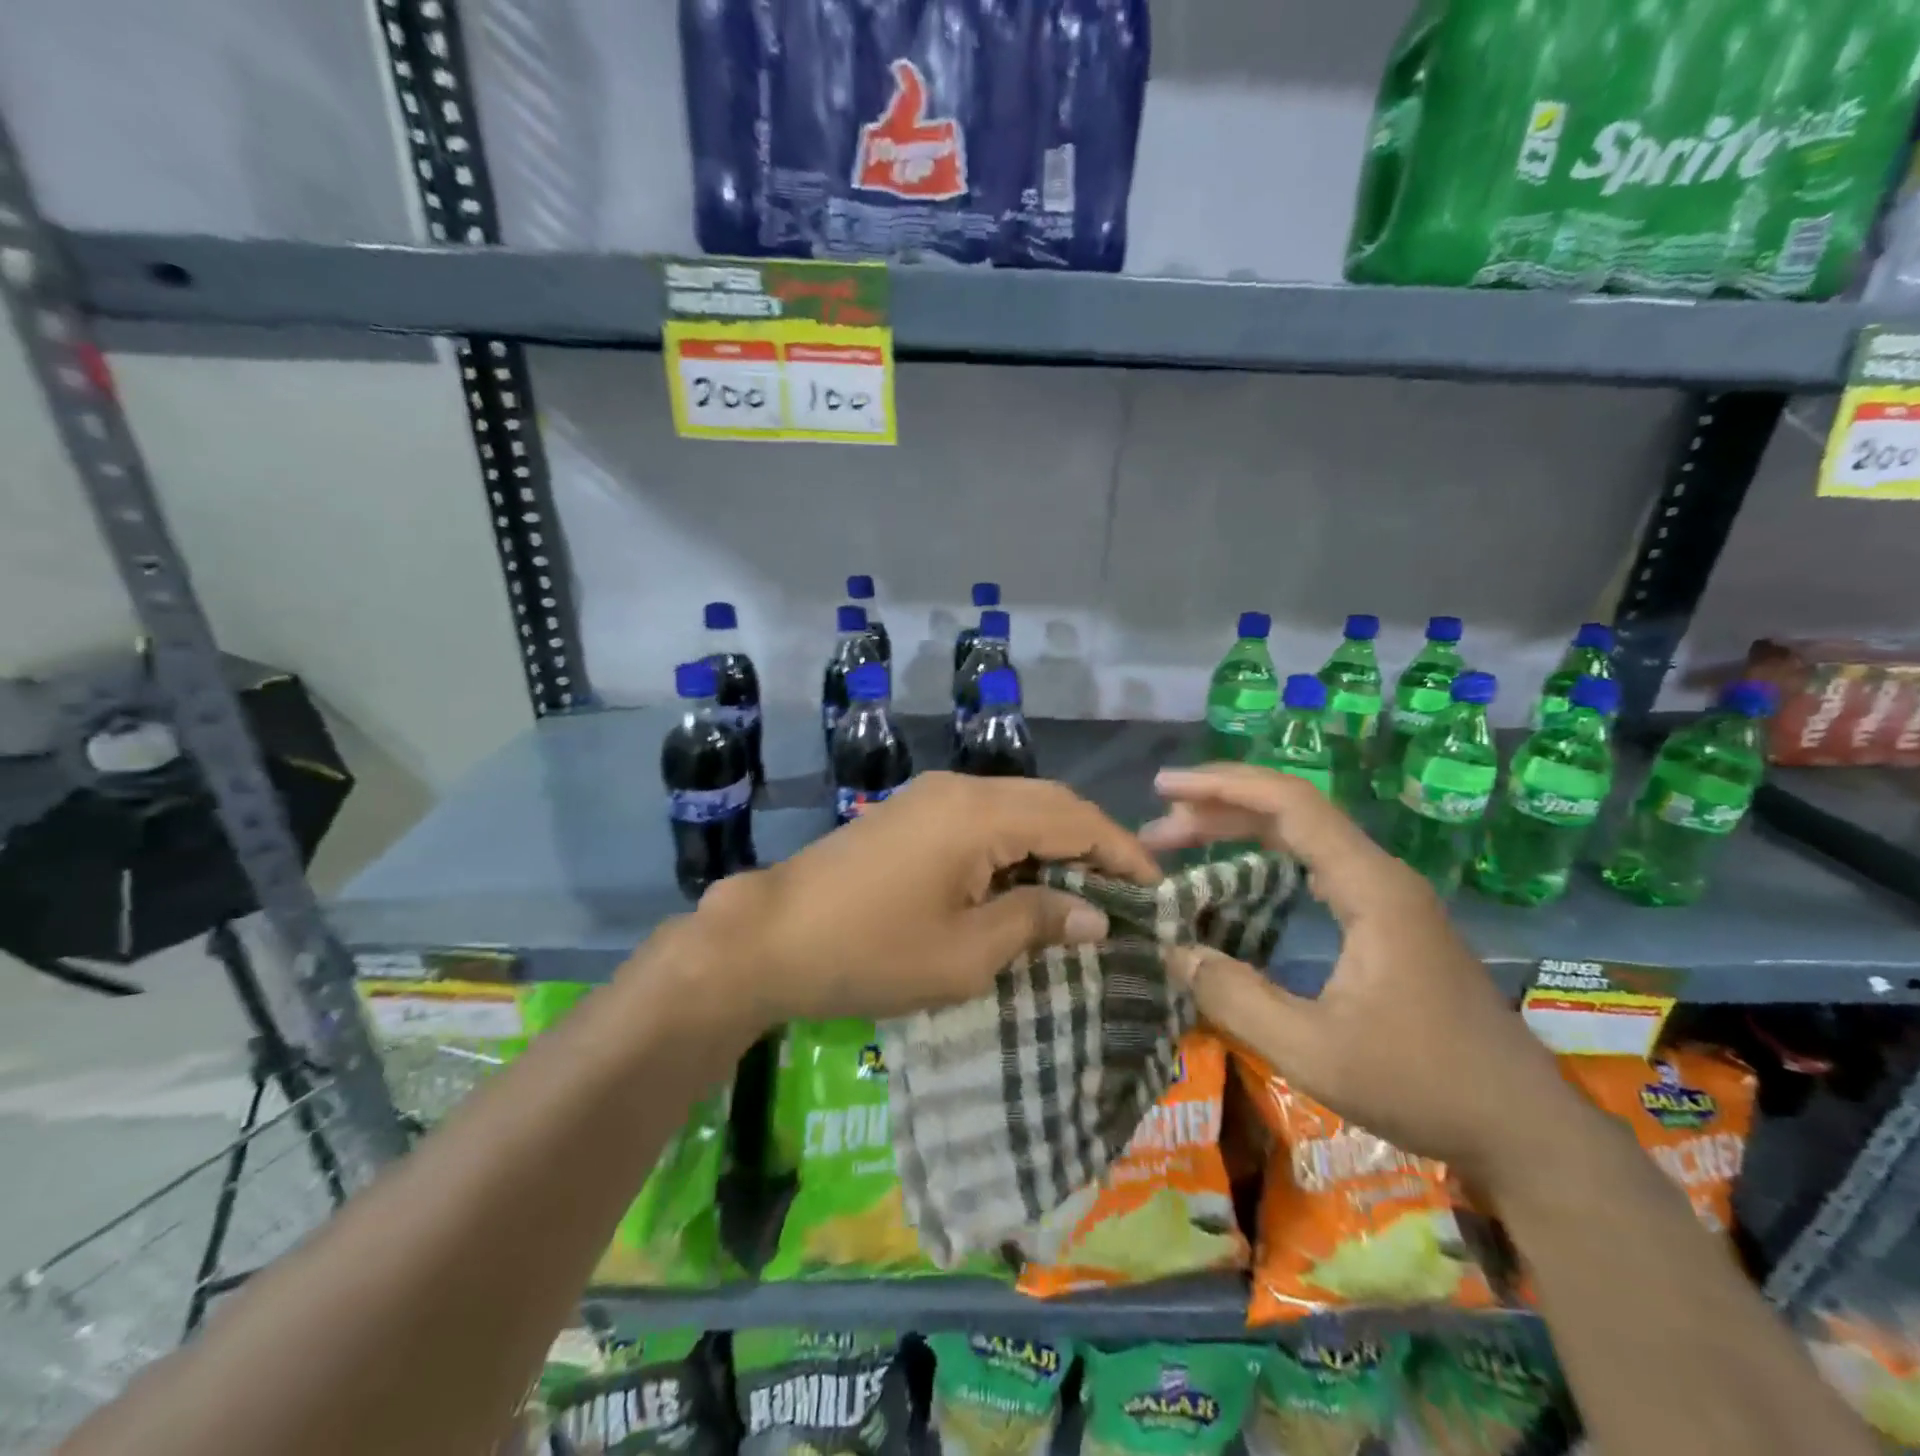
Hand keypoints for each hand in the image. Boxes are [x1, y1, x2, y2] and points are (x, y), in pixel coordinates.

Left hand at [691, 772, 1158, 1024]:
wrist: (770, 936)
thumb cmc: (871, 951)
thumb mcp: (965, 953)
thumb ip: (1036, 922)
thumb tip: (1095, 915)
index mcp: (980, 814)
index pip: (1075, 819)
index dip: (1123, 852)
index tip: (1157, 891)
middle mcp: (961, 788)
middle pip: (1049, 802)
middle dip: (1094, 843)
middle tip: (1127, 892)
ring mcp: (931, 796)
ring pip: (1016, 806)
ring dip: (1055, 841)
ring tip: (1086, 890)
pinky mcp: (910, 812)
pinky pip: (983, 816)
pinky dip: (1017, 843)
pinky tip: (1025, 880)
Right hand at [1142, 764, 1586, 1196]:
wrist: (1524, 1130)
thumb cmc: (1423, 1086)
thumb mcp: (1314, 1052)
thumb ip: (1236, 998)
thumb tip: (1173, 950)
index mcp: (1370, 888)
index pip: (1290, 805)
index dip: (1222, 787)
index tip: (1165, 789)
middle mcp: (1381, 876)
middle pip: (1293, 810)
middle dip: (1219, 806)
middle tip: (1156, 826)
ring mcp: (1388, 896)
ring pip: (1304, 835)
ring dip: (1240, 828)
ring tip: (1180, 840)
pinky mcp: (1389, 919)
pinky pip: (1316, 862)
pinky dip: (1265, 854)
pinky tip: (1238, 873)